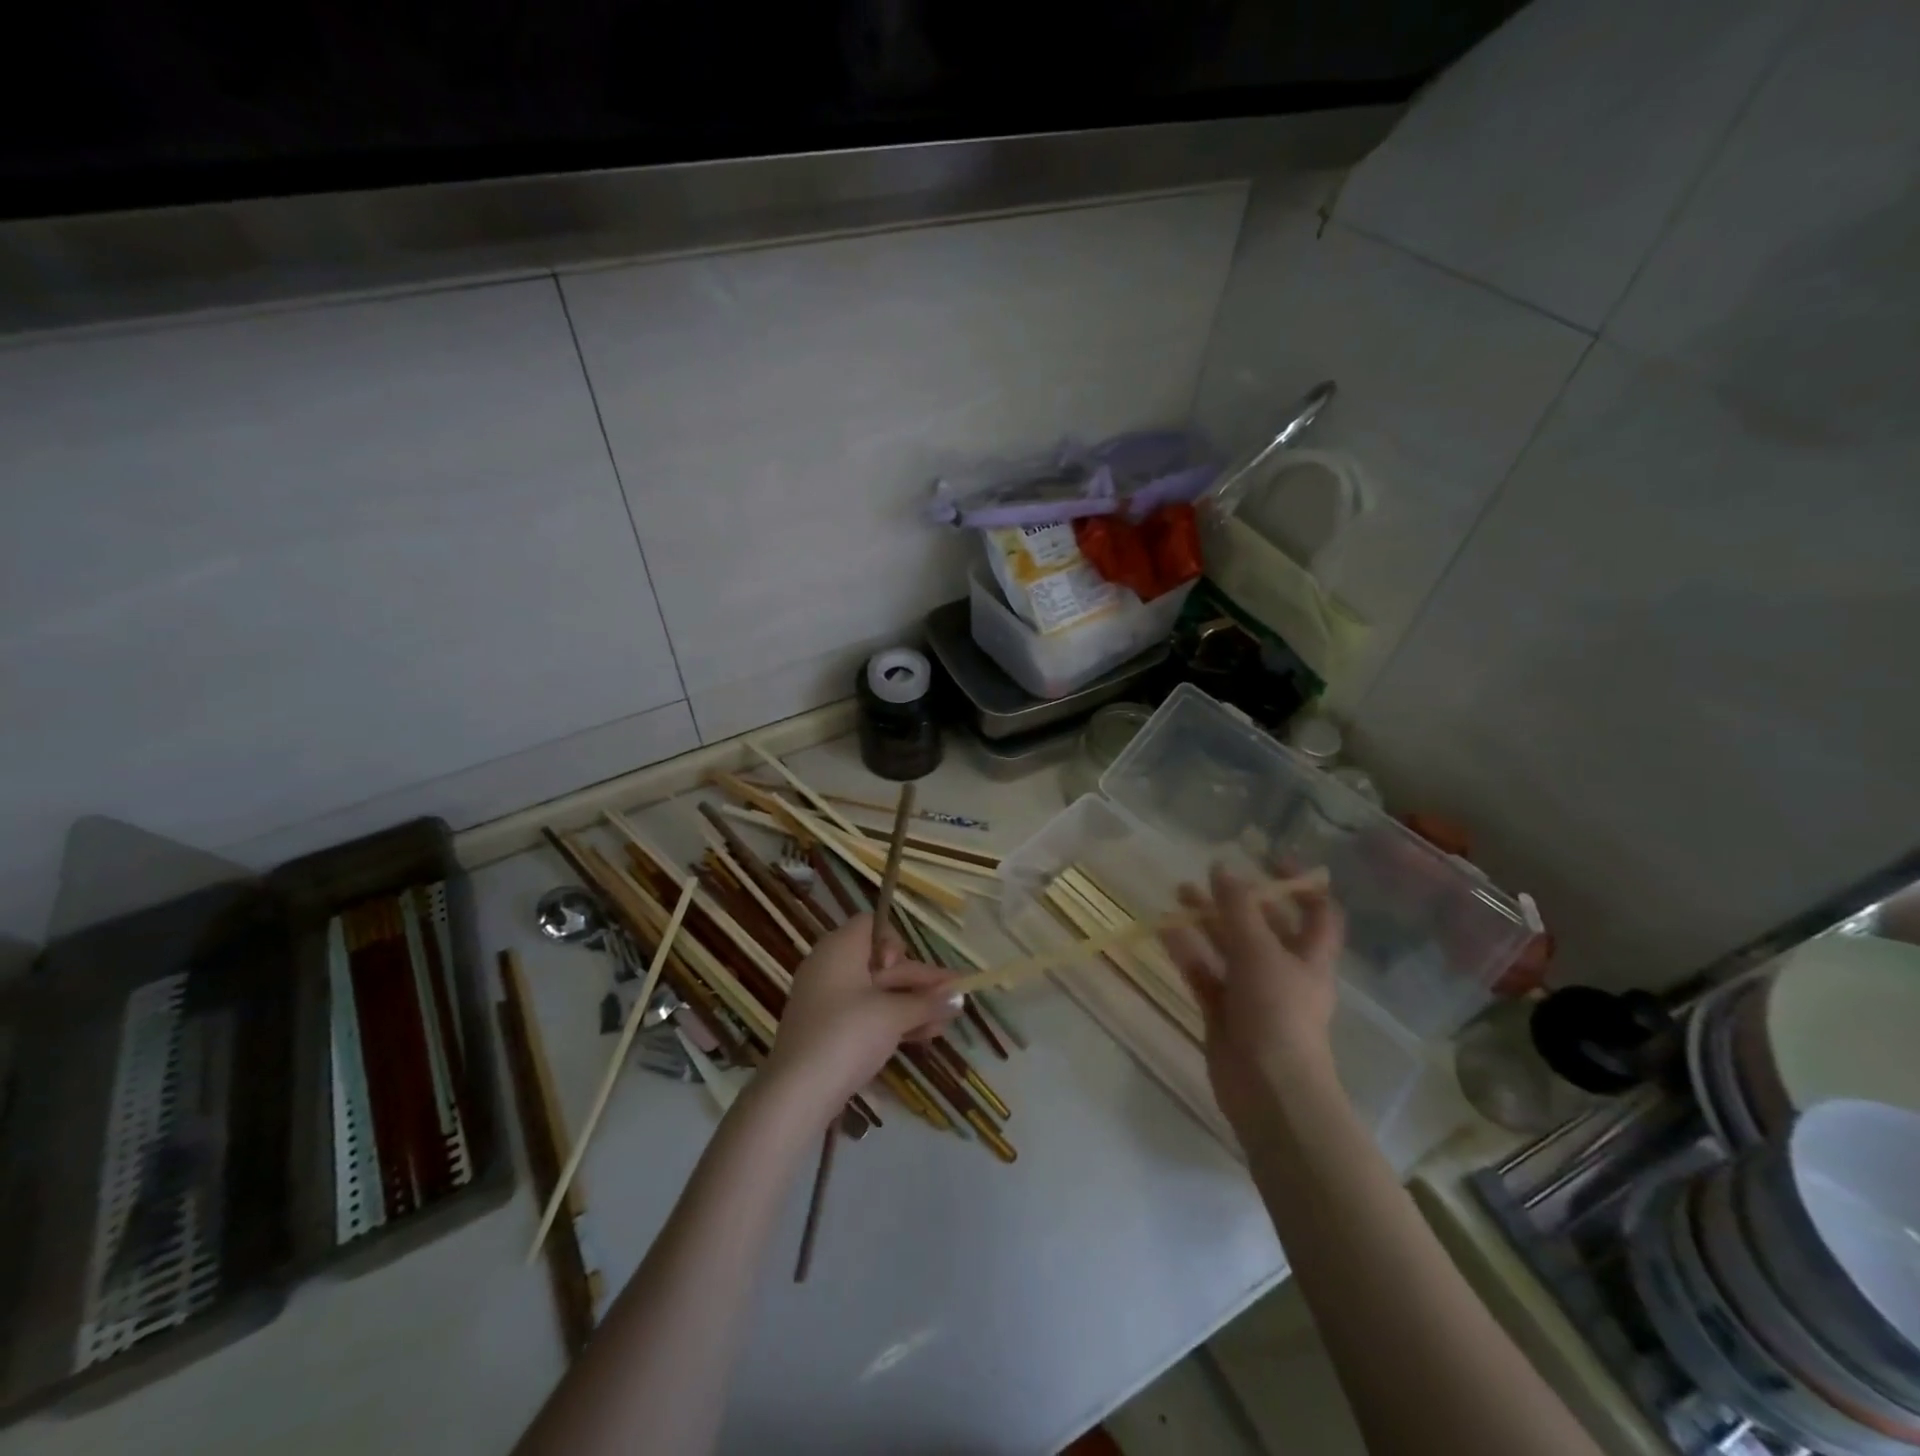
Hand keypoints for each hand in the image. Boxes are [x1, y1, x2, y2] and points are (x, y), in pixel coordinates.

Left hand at [762, 914, 960, 1122]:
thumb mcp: (893, 1016)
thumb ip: (927, 1003)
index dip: (893, 941)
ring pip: (878, 993)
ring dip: (912, 1005)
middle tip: (954, 996)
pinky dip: (893, 1021)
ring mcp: (828, 1001)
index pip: (870, 925)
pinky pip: (866, 1015)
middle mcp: (831, 967)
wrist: (797, 1093)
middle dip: (919, 981)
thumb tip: (959, 998)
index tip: (900, 967)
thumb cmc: (847, 1035)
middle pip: (882, 963)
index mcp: (839, 949)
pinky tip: (925, 1036)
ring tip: (947, 1022)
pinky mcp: (829, 1031)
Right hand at [1160, 865, 1345, 1131]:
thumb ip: (1239, 908)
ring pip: (1229, 948)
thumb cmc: (1278, 1013)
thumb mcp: (1260, 951)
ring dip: (1207, 921)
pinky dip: (1187, 952)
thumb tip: (1222, 868)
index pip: (1317, 911)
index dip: (1300, 883)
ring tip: (1178, 894)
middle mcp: (1284, 972)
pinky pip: (1204, 973)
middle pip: (1264, 926)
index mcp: (1310, 957)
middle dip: (1238, 900)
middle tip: (1208, 876)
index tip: (1269, 858)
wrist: (1268, 1090)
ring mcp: (1253, 994)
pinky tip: (1165, 930)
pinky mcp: (1224, 1013)